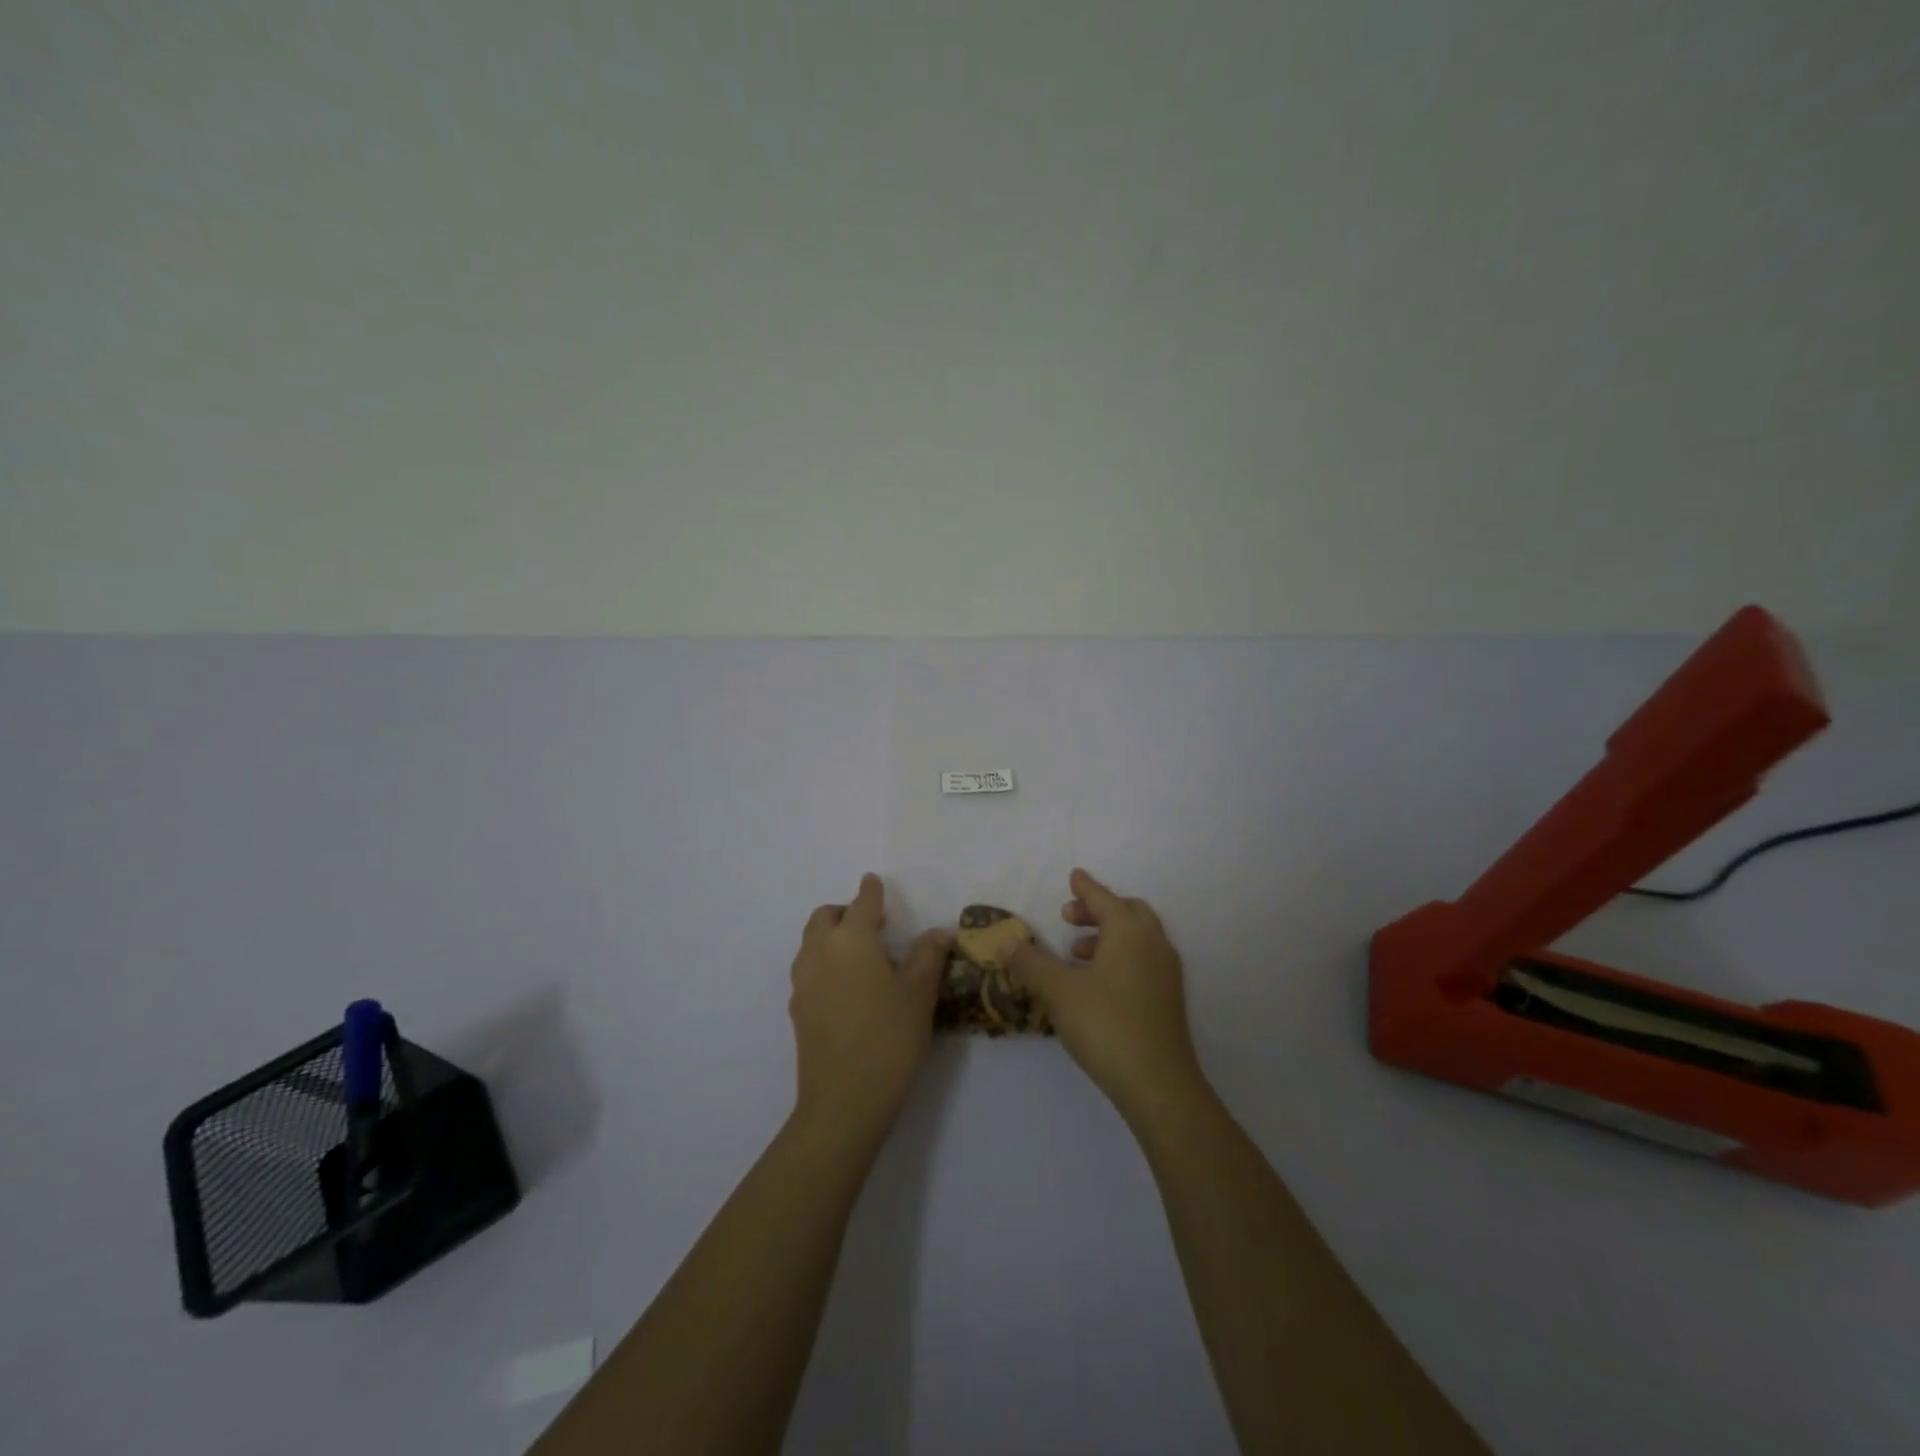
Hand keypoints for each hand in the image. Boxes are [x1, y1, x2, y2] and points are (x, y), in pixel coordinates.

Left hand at [788, 873, 949, 1139]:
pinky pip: (808, 970)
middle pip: (825, 917)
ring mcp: (803, 982)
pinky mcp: (797, 1009)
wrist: (844, 1101)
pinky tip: (847, 989)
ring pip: (812, 943)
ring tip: (861, 957)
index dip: (871, 891)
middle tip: (873, 926)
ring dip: (832, 937)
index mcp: (851, 940)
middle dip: (846, 912)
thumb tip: (938, 933)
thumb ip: (929, 956)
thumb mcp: (920, 994)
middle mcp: (819, 952)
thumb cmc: (889, 1038)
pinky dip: (825, 963)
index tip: (874, 881)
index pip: (862, 903)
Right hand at [1006, 869, 1205, 1122]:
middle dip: (1098, 910)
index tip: (1073, 876)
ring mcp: (1166, 971)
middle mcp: (1153, 943)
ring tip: (1076, 952)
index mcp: (1129, 931)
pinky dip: (1121, 955)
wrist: (1159, 1083)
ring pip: (1138, 937)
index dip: (1085, 888)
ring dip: (1108, 935)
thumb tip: (1005, 942)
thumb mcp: (1058, 991)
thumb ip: (1030, 963)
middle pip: (1127, 912)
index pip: (1103, 898)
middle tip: (1068, 918)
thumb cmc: (1105, 1025)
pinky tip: (1097, 982)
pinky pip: (1143, 959)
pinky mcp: (1169, 998)